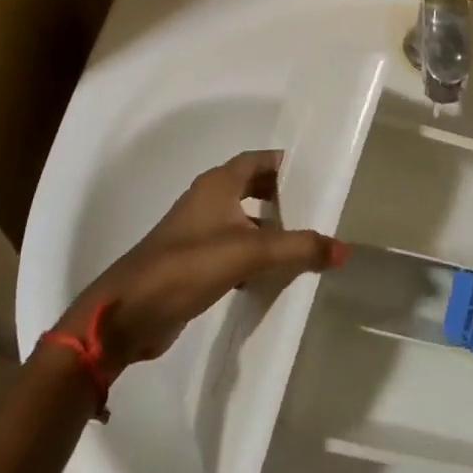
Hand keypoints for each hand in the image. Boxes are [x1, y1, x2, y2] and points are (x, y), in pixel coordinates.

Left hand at [56, 149, 342, 371]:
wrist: (129, 312)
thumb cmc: (189, 265)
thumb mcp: (250, 253)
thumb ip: (298, 248)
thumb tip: (344, 249)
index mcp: (218, 183)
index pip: (259, 160)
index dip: (287, 164)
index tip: (319, 174)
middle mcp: (208, 199)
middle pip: (252, 187)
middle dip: (283, 196)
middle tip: (318, 209)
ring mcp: (198, 230)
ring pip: (243, 219)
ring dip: (270, 228)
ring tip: (305, 242)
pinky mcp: (194, 261)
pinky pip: (233, 247)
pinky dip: (255, 255)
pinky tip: (274, 274)